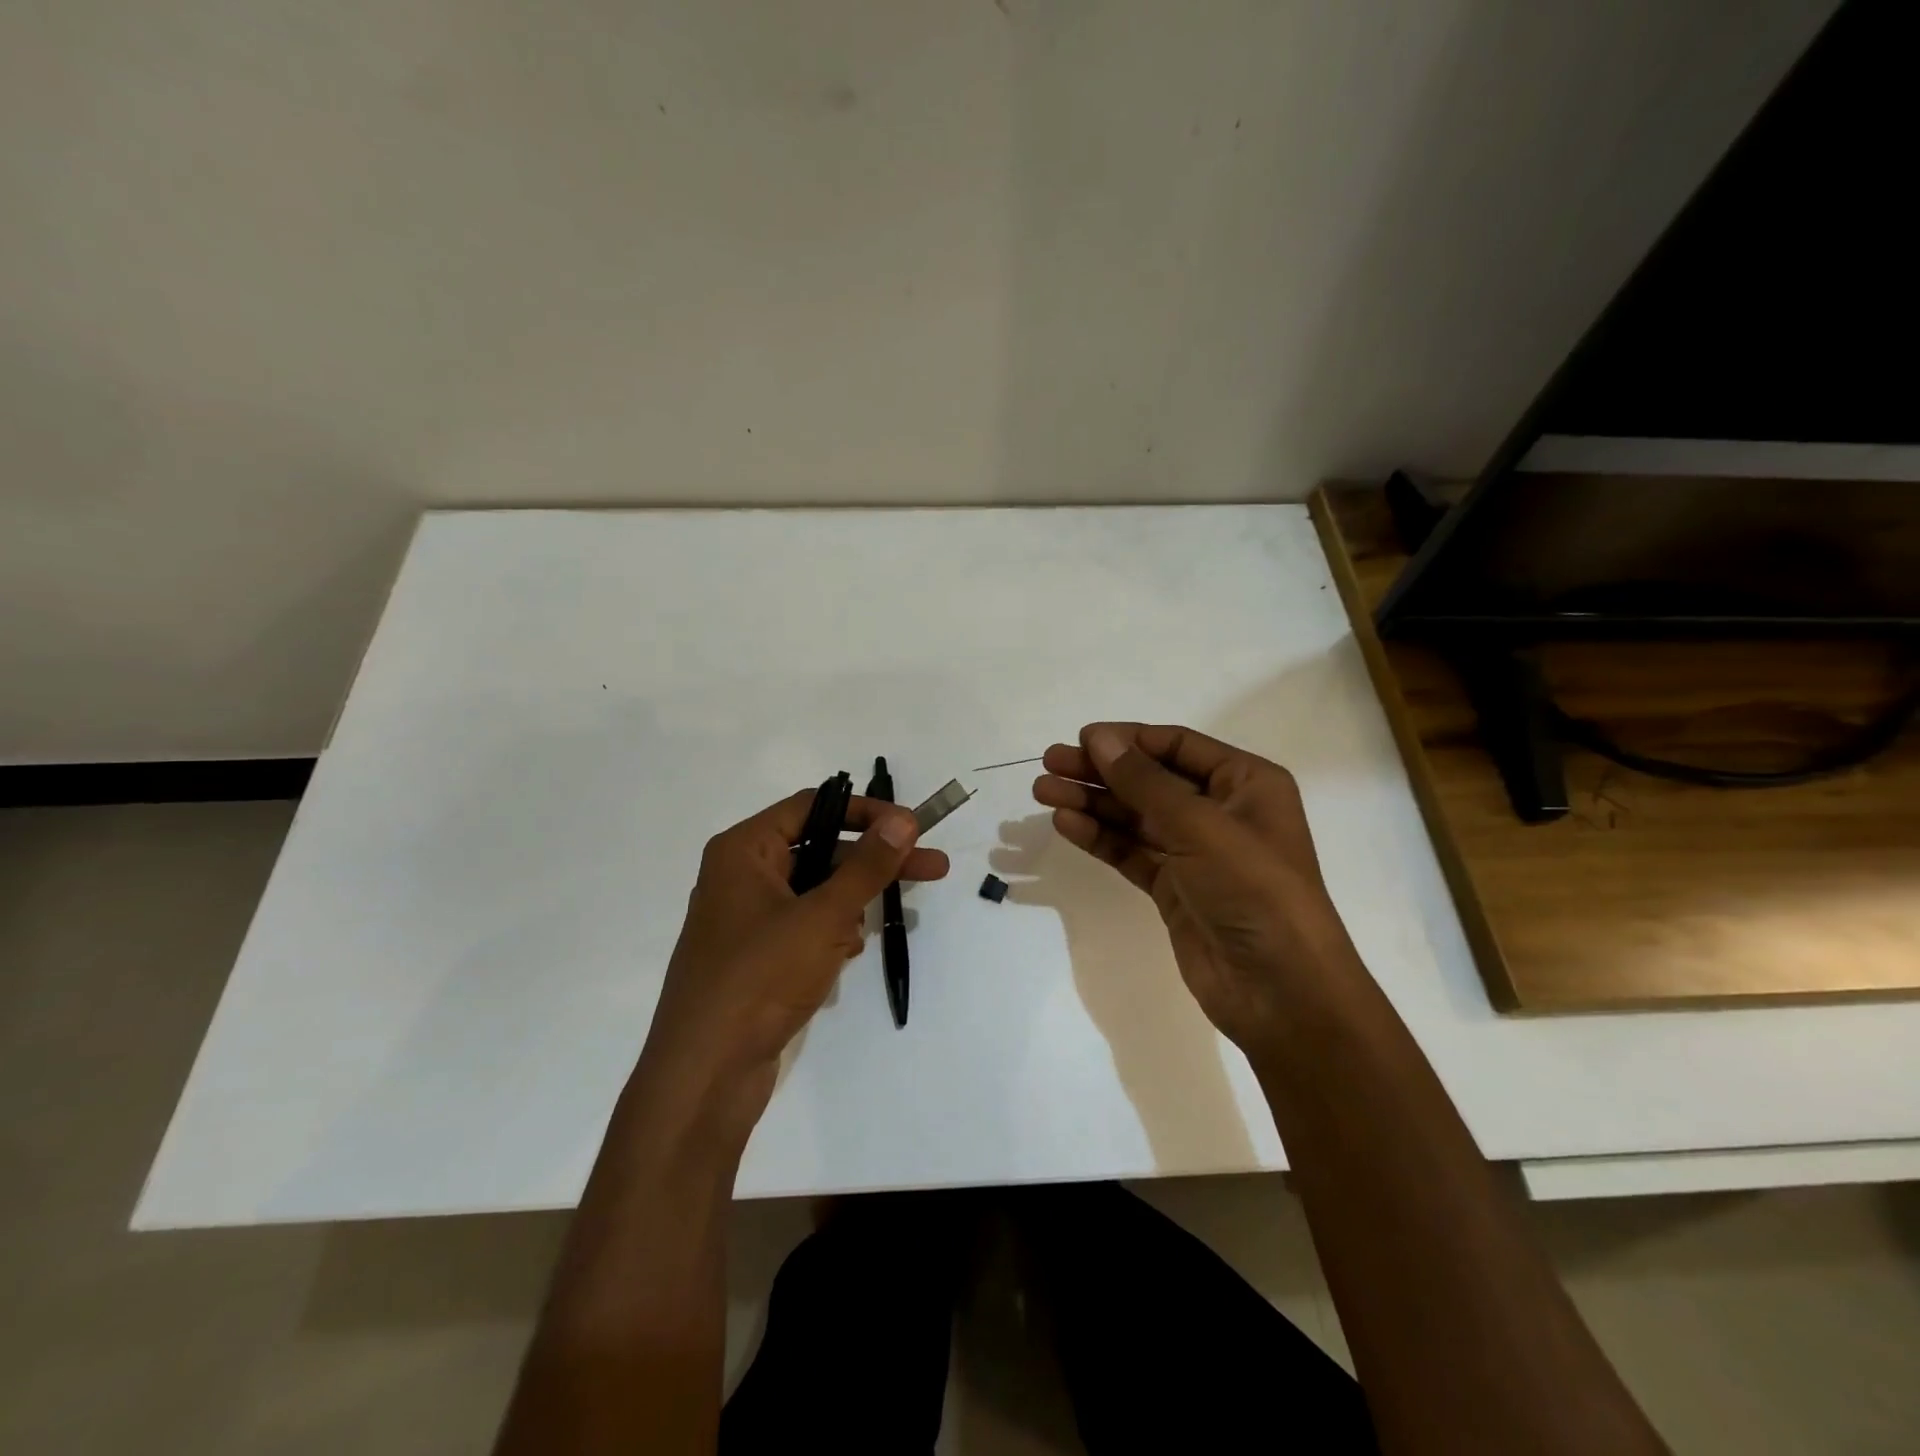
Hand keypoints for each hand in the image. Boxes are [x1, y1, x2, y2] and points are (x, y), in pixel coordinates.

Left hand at [631, 790, 949, 1144]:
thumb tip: (903, 820)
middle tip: (932, 869)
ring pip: (816, 893)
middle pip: (820, 851)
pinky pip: (805, 928)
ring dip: (847, 910)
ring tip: (854, 942)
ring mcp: (747, 918)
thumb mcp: (822, 916)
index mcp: (743, 850)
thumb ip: (867, 866)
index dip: (865, 812)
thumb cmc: (760, 978)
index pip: (813, 807)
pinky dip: (829, 937)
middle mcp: (742, 875)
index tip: (913, 827)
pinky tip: (838, 961)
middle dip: (873, 865)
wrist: (704, 1075)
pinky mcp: (757, 956)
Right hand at [1033, 723, 1362, 1052]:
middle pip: (1149, 779)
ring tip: (1044, 792)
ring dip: (1091, 803)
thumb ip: (1143, 781)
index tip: (1081, 739)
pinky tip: (1067, 824)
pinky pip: (1131, 851)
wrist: (1280, 990)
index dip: (1128, 739)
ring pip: (1134, 817)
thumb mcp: (1200, 825)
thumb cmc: (1253, 889)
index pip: (1177, 746)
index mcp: (1245, 783)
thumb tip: (1098, 738)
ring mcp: (1195, 852)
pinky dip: (1100, 837)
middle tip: (1049, 764)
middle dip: (1100, 771)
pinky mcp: (1174, 887)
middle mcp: (1220, 811)